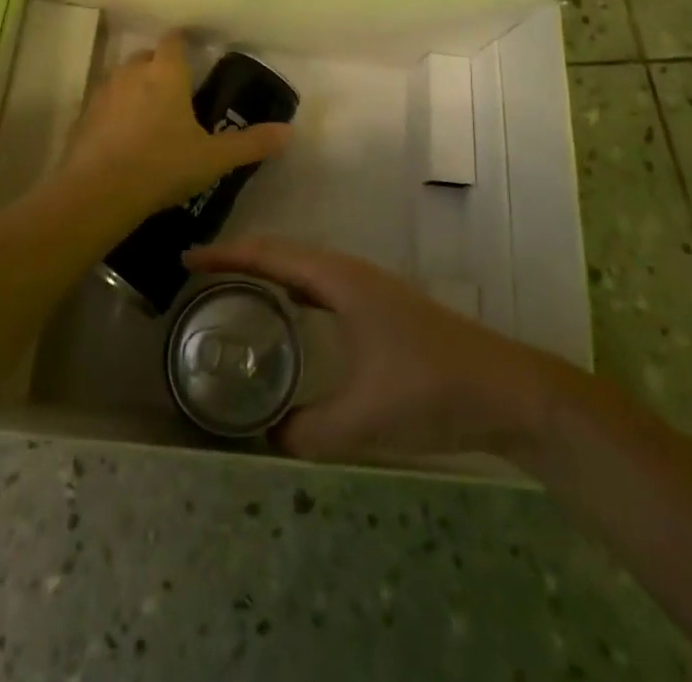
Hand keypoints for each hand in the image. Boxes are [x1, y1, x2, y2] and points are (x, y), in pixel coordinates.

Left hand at [58, 32, 290, 222]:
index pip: (174, 40)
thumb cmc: (162, 165)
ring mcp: (102, 93)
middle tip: (175, 90)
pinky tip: (122, 137)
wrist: (98, 192)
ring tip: (149, 113)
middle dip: (159, 66)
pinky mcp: (82, 117)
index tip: (192, 52)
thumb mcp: (213, 158)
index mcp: (165, 73)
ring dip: (134, 88)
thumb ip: (251, 143)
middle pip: (146, 56)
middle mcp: (131, 73)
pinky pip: (102, 104)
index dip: (183, 42)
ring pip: (121, 78)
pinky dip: (113, 113)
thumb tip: (289, 132)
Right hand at [186, 236, 548, 460]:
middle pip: (283, 253)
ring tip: (230, 286)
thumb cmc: (432, 389)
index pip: (271, 256)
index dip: (226, 255)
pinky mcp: (379, 306)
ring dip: (267, 269)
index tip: (187, 259)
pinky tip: (288, 311)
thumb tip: (268, 438)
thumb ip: (309, 431)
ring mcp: (367, 287)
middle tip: (198, 273)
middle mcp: (349, 273)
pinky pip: (321, 285)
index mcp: (340, 280)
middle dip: (239, 257)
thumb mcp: (365, 418)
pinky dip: (292, 287)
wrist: (505, 389)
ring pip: (304, 266)